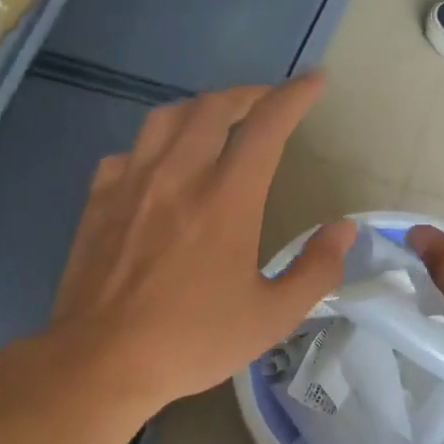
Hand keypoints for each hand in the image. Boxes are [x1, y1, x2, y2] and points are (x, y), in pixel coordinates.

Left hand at [48, 76, 354, 414]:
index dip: (294, 96)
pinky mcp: (99, 199)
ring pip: (167, 117)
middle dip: (249, 93)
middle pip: (214, 106)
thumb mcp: (271, 317)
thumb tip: (343, 229)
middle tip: (270, 102)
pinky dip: (156, 143)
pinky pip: (130, 150)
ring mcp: (132, 183)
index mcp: (226, 198)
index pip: (266, 125)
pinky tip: (161, 164)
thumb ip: (315, 270)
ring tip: (219, 120)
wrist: (100, 361)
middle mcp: (178, 175)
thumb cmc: (192, 341)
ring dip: (202, 108)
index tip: (314, 81)